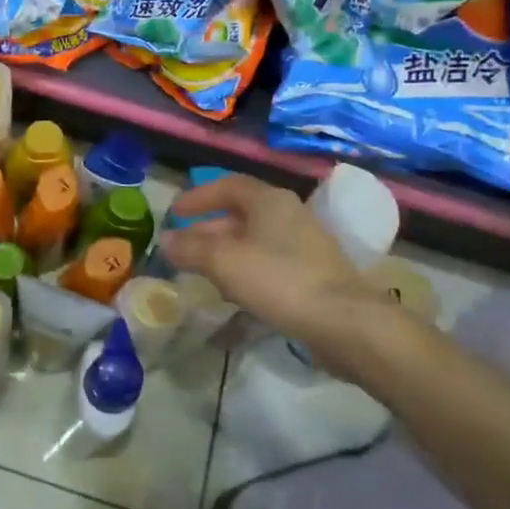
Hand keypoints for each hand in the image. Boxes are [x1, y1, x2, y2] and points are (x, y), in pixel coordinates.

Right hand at [162, 174, 399, 368]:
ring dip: (225, 252)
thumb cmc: (279, 280)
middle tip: (182, 247)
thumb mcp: (223, 262)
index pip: (228, 185)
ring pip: (254, 240)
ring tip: (202, 272)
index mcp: (269, 201)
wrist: (345, 323)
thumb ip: (190, 248)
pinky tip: (234, 294)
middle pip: (240, 214)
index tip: (174, 212)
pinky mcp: (313, 273)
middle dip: (208, 229)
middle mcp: (289, 215)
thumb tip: (165, 240)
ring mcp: (305, 245)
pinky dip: (246, 270)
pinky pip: (269, 263)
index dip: (198, 197)